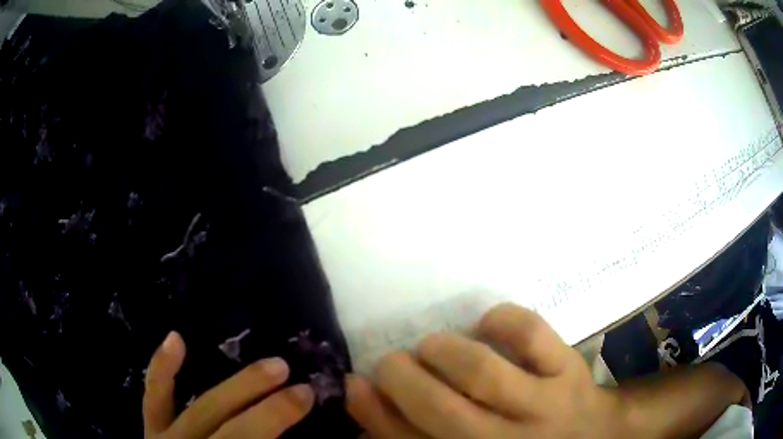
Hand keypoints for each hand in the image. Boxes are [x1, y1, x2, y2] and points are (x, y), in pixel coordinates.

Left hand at [143, 332, 313, 438]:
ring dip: (237, 387)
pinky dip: (162, 367)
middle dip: (269, 409)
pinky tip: (176, 338)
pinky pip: (154, 397)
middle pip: (234, 431)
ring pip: (202, 409)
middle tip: (300, 385)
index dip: (277, 420)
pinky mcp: (152, 429)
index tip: (307, 397)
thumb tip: (302, 436)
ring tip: (271, 365)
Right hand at [346, 303, 624, 438]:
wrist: (587, 435)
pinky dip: (502, 320)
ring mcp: (545, 405)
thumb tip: (359, 388)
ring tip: (431, 348)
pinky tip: (487, 325)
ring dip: (442, 351)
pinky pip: (532, 335)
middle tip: (393, 363)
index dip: (376, 410)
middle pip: (441, 410)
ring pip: (482, 372)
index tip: (359, 382)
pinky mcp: (570, 369)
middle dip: (401, 376)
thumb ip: (407, 429)